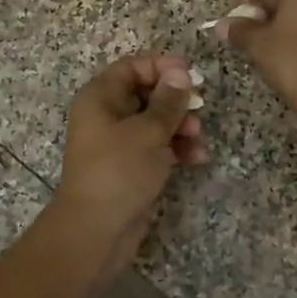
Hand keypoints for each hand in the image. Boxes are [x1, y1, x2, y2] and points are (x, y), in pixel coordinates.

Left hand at [52, 53, 205, 270]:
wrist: (97, 230)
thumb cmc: (119, 171)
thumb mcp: (148, 131)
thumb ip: (168, 101)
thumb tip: (180, 73)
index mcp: (100, 98)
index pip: (132, 67)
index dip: (162, 66)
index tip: (191, 74)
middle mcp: (107, 116)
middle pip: (146, 94)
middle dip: (176, 100)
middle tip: (200, 107)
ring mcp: (118, 143)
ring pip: (155, 122)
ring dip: (181, 126)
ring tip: (199, 138)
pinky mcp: (131, 167)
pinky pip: (157, 147)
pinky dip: (176, 148)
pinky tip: (197, 158)